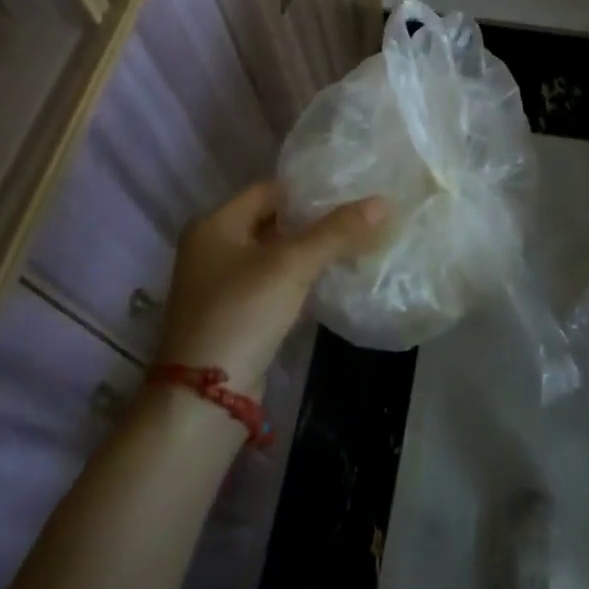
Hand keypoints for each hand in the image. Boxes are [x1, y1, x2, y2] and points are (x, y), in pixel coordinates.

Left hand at [156, 181, 387, 394]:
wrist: (205, 400)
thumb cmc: (241, 314)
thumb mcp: (291, 266)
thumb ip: (337, 232)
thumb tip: (384, 202)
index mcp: (215, 224)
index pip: (271, 190)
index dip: (311, 189)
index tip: (351, 188)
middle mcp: (213, 248)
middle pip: (275, 221)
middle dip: (316, 220)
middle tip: (361, 213)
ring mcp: (223, 284)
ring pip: (277, 253)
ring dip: (312, 250)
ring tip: (357, 240)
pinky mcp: (237, 314)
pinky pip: (276, 282)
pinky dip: (303, 277)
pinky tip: (336, 275)